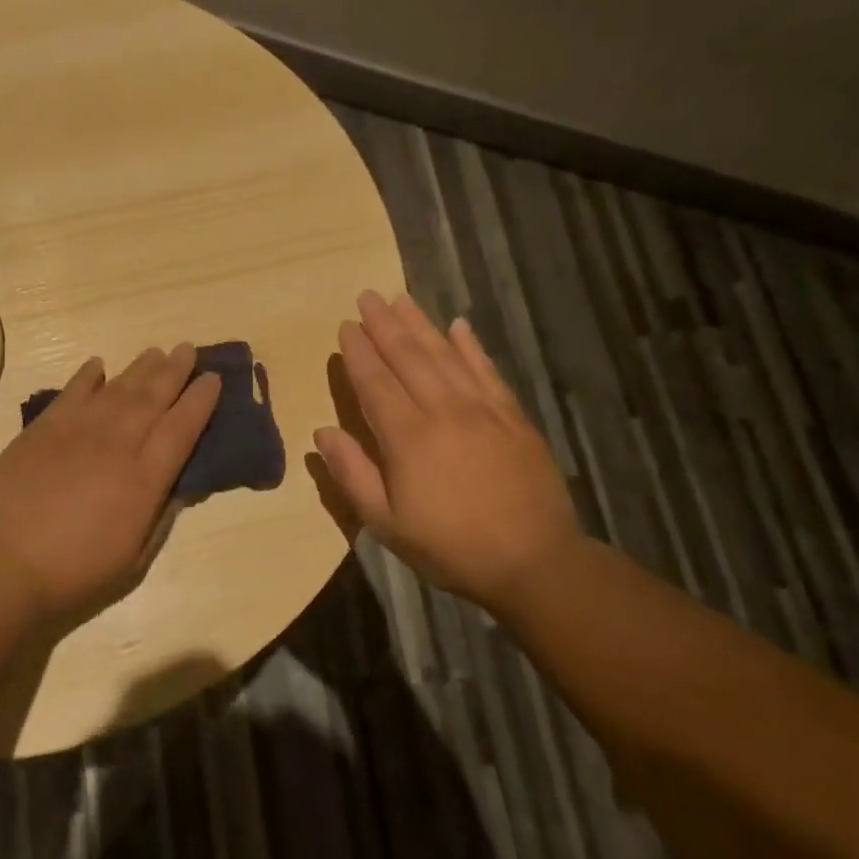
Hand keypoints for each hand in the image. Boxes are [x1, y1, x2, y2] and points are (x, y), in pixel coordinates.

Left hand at [0, 343, 222, 624]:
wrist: (3, 564)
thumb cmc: (74, 572)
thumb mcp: (134, 560)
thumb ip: (160, 517)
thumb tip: (179, 487)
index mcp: (143, 479)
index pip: (181, 428)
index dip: (200, 401)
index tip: (213, 378)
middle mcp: (116, 444)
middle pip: (152, 397)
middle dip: (174, 371)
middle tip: (187, 348)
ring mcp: (76, 432)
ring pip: (117, 389)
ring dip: (140, 368)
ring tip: (155, 352)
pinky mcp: (42, 429)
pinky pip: (71, 393)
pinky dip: (87, 376)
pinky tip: (98, 365)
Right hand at [313, 291, 582, 610]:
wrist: (535, 562)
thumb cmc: (450, 546)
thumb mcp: (386, 523)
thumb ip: (352, 474)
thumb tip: (323, 431)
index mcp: (408, 437)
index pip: (375, 382)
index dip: (358, 352)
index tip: (346, 325)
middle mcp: (443, 411)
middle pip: (408, 357)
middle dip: (384, 324)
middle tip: (367, 296)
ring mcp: (483, 410)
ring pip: (446, 355)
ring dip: (421, 324)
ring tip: (401, 298)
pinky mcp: (513, 417)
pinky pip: (487, 371)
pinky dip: (471, 346)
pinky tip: (459, 326)